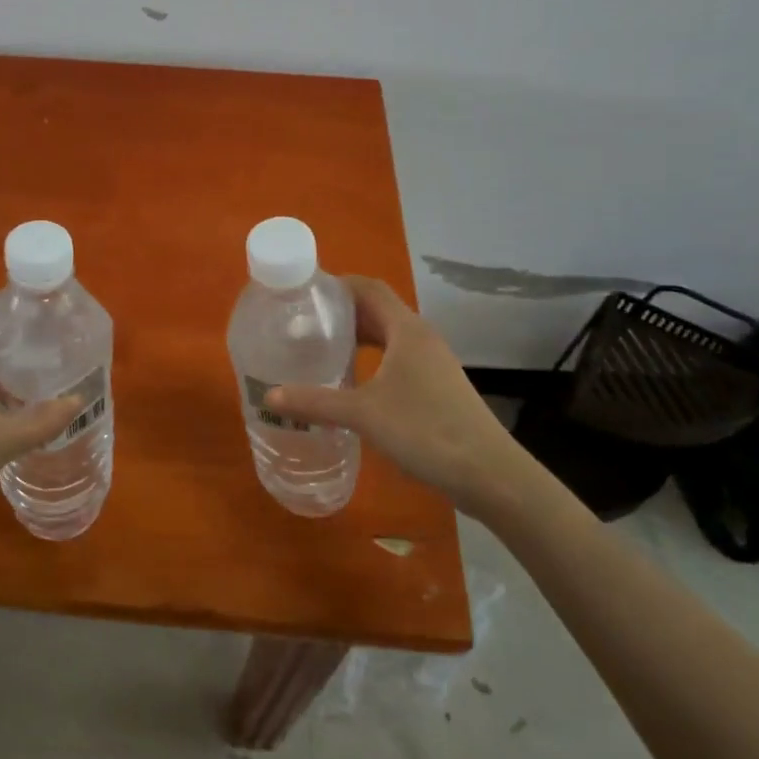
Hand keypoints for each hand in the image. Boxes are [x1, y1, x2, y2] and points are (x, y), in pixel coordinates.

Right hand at [264, 276, 545, 523]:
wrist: (489, 474)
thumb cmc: (426, 431)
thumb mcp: (363, 414)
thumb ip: (315, 402)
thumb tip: (269, 395)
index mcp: (407, 330)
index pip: (369, 288)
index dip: (338, 284)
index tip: (304, 293)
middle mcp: (421, 338)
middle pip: (378, 311)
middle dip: (341, 313)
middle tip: (304, 324)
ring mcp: (433, 363)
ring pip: (389, 337)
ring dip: (358, 338)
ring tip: (322, 350)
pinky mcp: (437, 387)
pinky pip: (397, 359)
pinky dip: (373, 360)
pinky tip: (353, 383)